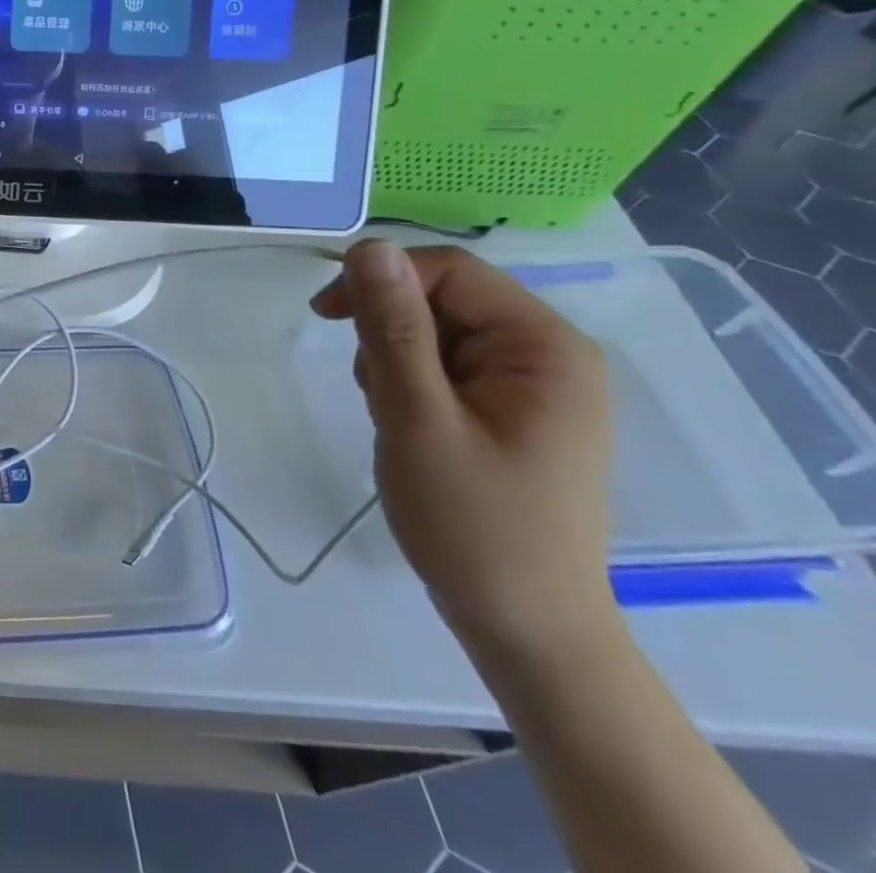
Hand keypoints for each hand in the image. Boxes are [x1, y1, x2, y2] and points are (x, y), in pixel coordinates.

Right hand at [310, 241, 616, 657]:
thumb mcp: (417, 418)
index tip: (324, 316)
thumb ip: (394, 329)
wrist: (525, 629)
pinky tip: (410, 425)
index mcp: (545, 346)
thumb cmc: (473, 525)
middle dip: (390, 331)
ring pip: (438, 330)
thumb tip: (370, 246)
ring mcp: (536, 383)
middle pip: (444, 298)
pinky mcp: (516, 408)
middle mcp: (551, 353)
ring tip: (395, 417)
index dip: (380, 280)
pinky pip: (448, 364)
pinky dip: (413, 383)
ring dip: (396, 359)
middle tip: (372, 390)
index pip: (449, 271)